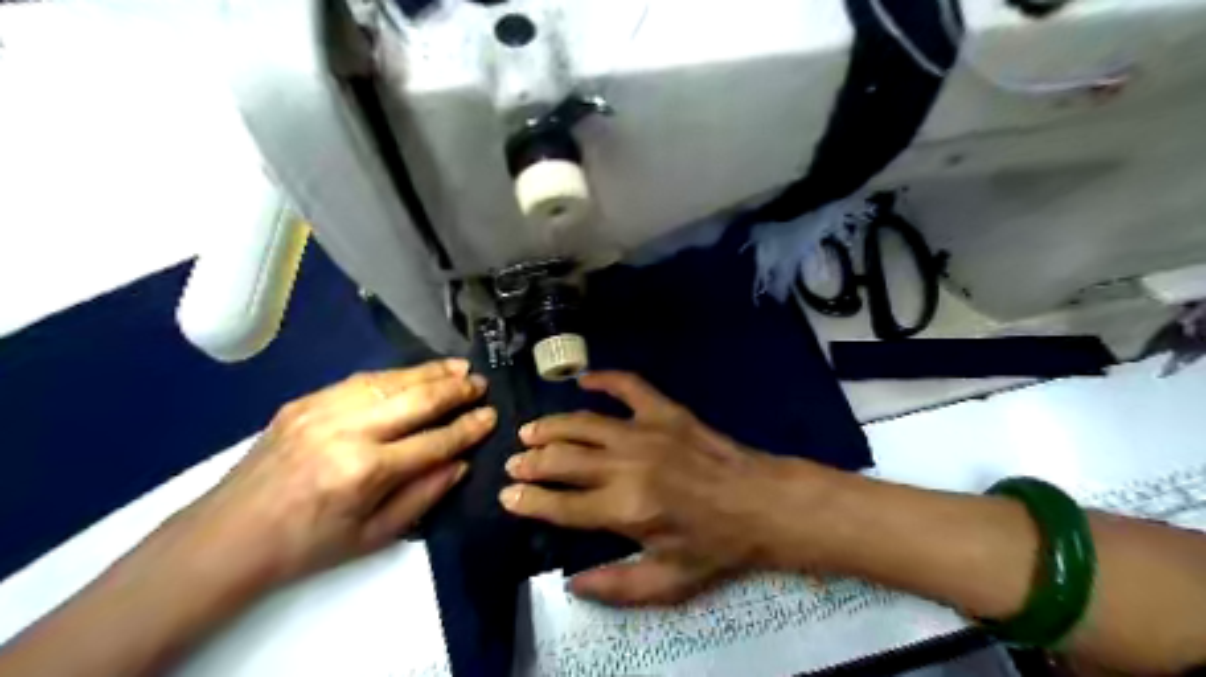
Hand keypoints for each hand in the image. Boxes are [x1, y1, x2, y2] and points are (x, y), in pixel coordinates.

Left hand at [174, 359, 493, 592]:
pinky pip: (361, 380)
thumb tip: (460, 462)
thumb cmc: (308, 545)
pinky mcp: (305, 401)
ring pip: (391, 381)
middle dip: (455, 390)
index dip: (468, 428)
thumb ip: (424, 495)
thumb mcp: (375, 536)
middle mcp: (347, 432)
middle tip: (481, 383)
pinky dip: (396, 374)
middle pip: (416, 400)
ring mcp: (322, 410)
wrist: (228, 535)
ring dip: (430, 372)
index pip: (434, 442)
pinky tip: (416, 373)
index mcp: (364, 472)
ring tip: (458, 368)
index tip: (491, 416)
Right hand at [497, 372, 782, 604]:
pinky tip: (583, 380)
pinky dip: (603, 379)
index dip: (528, 501)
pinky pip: (628, 386)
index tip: (507, 496)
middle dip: (531, 462)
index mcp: (625, 511)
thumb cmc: (716, 545)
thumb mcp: (670, 582)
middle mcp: (627, 466)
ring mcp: (646, 432)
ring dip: (552, 426)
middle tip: (513, 462)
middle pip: (563, 459)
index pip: (560, 505)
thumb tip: (571, 584)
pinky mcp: (666, 411)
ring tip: (530, 430)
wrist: (762, 502)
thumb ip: (616, 586)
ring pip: (583, 423)